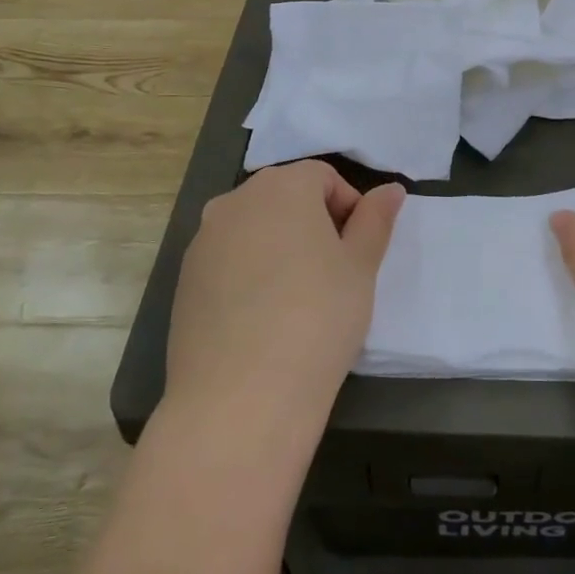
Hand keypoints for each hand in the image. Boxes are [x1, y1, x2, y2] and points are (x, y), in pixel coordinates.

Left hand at [165, 162, 403, 435]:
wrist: (241, 397)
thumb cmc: (318, 319)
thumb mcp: (360, 268)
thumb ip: (375, 221)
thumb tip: (390, 190)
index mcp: (282, 188)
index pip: (323, 176)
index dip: (349, 207)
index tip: (358, 251)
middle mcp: (235, 202)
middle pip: (284, 197)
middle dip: (314, 223)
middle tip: (335, 273)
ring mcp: (202, 241)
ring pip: (253, 229)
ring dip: (280, 247)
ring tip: (299, 298)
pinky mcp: (184, 281)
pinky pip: (227, 261)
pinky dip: (250, 274)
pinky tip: (264, 319)